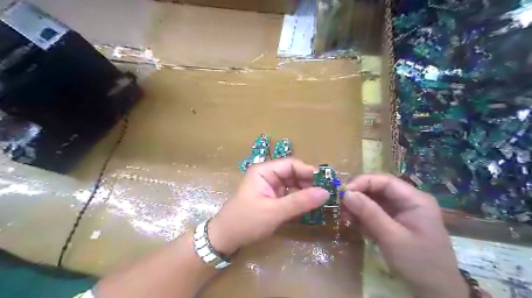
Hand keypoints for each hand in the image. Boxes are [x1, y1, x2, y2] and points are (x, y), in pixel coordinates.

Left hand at [207, 158, 328, 255]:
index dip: (309, 171)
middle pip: (294, 174)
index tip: (327, 183)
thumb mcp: (274, 212)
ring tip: (322, 202)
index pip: (291, 165)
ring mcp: (271, 188)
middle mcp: (268, 176)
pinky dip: (300, 201)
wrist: (225, 238)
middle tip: (328, 195)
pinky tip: (311, 208)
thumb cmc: (246, 221)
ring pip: (294, 185)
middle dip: (310, 183)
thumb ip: (300, 202)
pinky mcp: (273, 199)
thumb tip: (326, 193)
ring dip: (307, 193)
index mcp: (264, 171)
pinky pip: (290, 196)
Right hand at [343, 174, 465, 297]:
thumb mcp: (392, 238)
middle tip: (341, 205)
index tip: (343, 192)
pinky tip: (357, 225)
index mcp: (415, 199)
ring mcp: (401, 211)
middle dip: (358, 195)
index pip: (385, 181)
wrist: (436, 293)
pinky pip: (374, 212)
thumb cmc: (419, 263)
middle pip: (378, 188)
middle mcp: (408, 201)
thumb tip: (346, 193)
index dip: (362, 182)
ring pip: (373, 200)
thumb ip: (369, 213)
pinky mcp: (394, 222)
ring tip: (346, 217)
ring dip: (358, 206)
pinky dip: (363, 216)